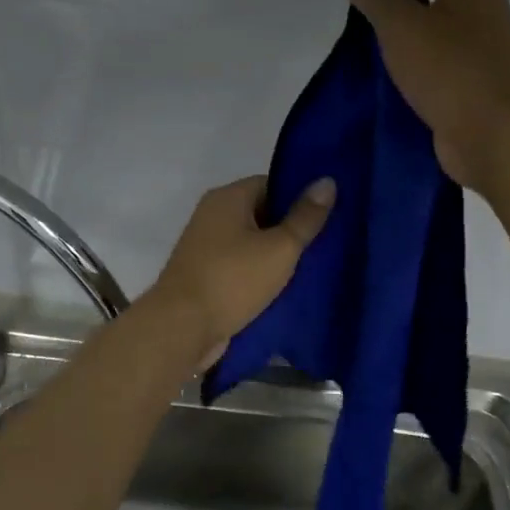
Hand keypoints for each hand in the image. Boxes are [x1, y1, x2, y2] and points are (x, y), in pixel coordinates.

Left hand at [149, 175, 335, 368]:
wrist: (182, 328)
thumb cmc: (233, 280)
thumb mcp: (280, 247)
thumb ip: (305, 217)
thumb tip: (327, 181)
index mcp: (228, 198)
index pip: (271, 184)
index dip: (299, 198)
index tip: (326, 215)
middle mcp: (212, 216)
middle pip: (261, 213)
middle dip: (290, 229)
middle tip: (326, 243)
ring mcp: (205, 247)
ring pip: (251, 244)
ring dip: (275, 256)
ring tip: (312, 267)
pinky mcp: (205, 276)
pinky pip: (240, 267)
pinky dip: (259, 275)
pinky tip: (285, 289)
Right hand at [341, 0, 509, 194]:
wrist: (495, 138)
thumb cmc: (450, 72)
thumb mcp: (402, 25)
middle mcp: (485, 14)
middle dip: (398, 1)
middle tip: (358, 14)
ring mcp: (483, 55)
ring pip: (437, 36)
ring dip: (406, 39)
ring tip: (367, 49)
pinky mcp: (476, 90)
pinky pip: (439, 70)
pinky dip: (415, 70)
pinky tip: (390, 82)